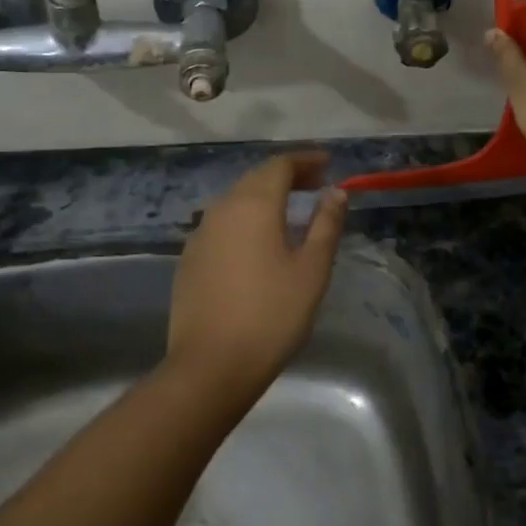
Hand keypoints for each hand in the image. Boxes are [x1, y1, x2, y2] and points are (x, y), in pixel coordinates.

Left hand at [167, 152, 348, 406]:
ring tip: (290, 211)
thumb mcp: (311, 270)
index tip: (328, 164)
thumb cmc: (271, 315)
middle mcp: (222, 208)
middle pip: (256, 178)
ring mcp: (200, 233)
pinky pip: (222, 223)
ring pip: (236, 200)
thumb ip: (325, 225)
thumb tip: (336, 192)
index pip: (280, 165)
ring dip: (264, 197)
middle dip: (287, 175)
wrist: (210, 365)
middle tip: (315, 185)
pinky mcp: (189, 258)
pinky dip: (245, 219)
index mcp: (254, 204)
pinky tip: (257, 241)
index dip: (305, 160)